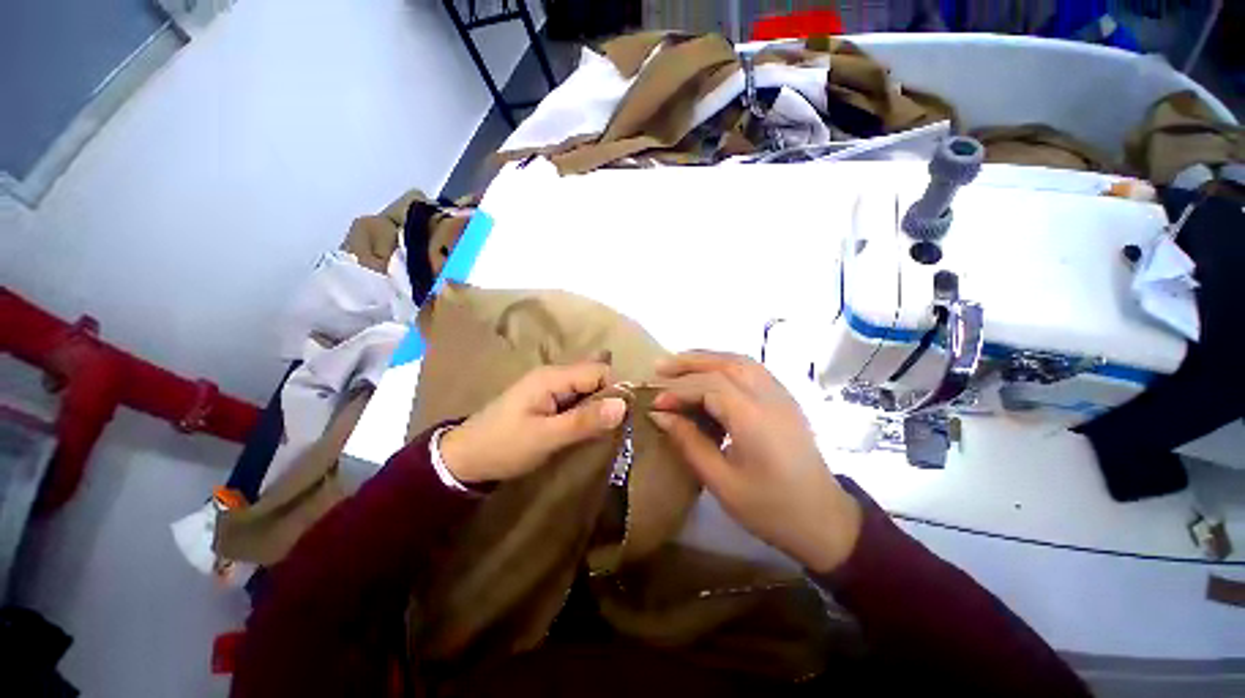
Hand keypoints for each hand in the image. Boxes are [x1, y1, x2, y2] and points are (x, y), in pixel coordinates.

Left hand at [440, 362, 627, 483]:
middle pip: (594, 378)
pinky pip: (575, 399)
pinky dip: (585, 411)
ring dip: (597, 407)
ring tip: (602, 430)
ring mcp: (549, 387)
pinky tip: (587, 427)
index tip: (622, 418)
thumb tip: (624, 405)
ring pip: (586, 389)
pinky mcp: (546, 400)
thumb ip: (585, 420)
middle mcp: (553, 375)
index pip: (599, 372)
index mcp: (552, 377)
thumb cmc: (504, 446)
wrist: (464, 458)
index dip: (615, 391)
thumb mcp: (546, 437)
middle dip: (607, 399)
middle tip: (610, 428)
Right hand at [649, 351, 862, 572]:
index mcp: (753, 418)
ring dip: (707, 359)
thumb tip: (660, 415)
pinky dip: (725, 365)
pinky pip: (752, 370)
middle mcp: (769, 397)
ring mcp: (781, 395)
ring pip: (739, 361)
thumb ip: (688, 442)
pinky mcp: (785, 399)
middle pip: (724, 363)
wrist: (825, 521)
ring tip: (680, 366)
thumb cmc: (770, 508)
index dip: (678, 390)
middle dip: (689, 362)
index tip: (655, 403)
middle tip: (660, 367)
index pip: (708, 386)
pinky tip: (710, 375)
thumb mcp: (721, 481)